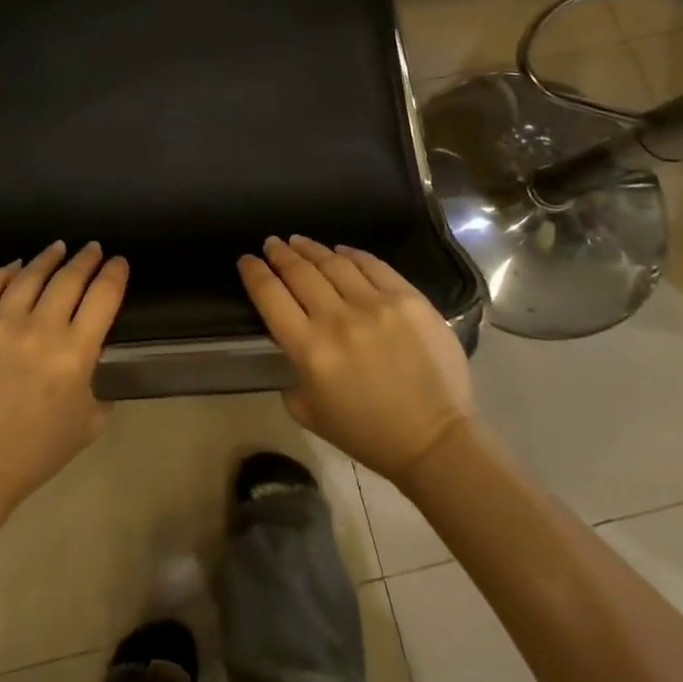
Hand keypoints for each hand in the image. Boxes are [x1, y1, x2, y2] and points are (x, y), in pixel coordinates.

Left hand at [0, 241, 127, 511]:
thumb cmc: (35, 451)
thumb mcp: (87, 423)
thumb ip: (98, 384)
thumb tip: (93, 355)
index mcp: (75, 354)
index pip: (103, 296)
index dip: (114, 274)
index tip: (118, 262)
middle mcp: (40, 329)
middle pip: (69, 278)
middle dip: (86, 259)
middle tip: (92, 248)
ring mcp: (0, 323)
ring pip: (30, 275)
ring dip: (48, 258)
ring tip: (57, 248)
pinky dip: (5, 271)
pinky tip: (16, 266)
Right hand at [239, 235, 473, 484]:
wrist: (435, 440)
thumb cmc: (368, 434)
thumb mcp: (310, 413)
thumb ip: (291, 375)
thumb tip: (291, 344)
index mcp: (309, 350)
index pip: (270, 296)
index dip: (253, 273)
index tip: (246, 260)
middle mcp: (337, 319)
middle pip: (298, 272)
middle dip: (279, 254)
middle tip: (271, 243)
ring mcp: (375, 305)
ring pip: (333, 262)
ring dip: (310, 248)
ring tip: (299, 241)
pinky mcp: (408, 299)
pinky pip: (372, 265)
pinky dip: (351, 254)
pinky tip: (340, 251)